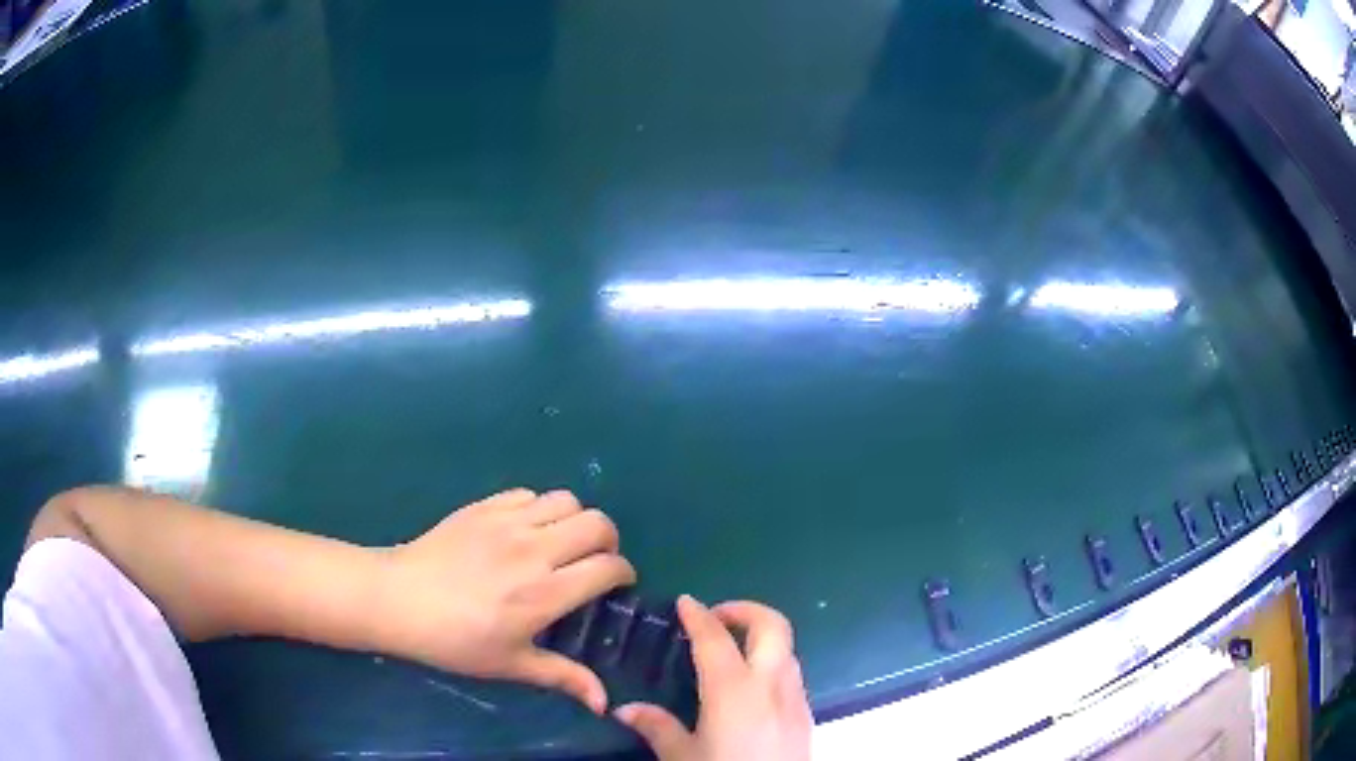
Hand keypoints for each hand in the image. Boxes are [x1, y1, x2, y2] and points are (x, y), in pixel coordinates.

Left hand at [373, 489, 634, 712]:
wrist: (398, 600)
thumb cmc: (455, 641)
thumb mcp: (510, 665)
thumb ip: (563, 678)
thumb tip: (605, 704)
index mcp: (545, 592)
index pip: (608, 567)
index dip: (623, 574)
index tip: (617, 586)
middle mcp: (534, 550)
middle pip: (598, 524)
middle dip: (608, 542)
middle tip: (594, 562)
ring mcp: (507, 522)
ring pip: (567, 500)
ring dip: (575, 520)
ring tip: (562, 543)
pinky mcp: (483, 506)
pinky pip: (529, 494)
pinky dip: (539, 508)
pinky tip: (525, 531)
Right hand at [614, 596, 812, 760]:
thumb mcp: (683, 756)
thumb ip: (656, 728)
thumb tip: (623, 709)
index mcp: (733, 689)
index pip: (716, 639)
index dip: (699, 616)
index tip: (685, 602)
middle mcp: (770, 684)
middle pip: (772, 625)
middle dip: (745, 610)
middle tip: (717, 618)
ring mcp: (795, 697)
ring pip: (787, 648)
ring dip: (762, 637)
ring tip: (732, 652)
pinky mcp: (806, 714)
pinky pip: (793, 673)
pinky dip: (773, 662)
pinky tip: (752, 688)